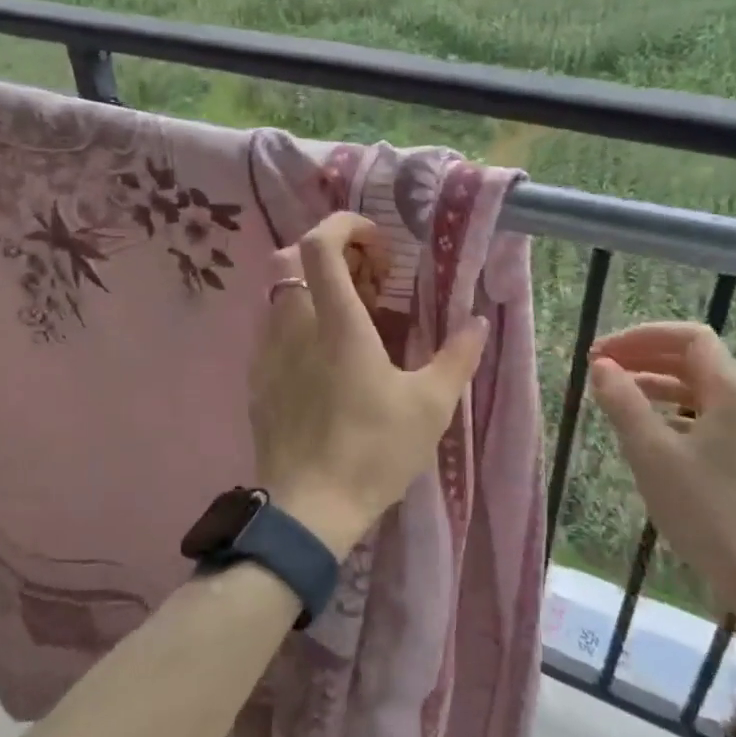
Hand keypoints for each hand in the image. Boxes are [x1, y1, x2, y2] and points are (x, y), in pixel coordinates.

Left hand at [250, 213, 489, 558]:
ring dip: (314, 291)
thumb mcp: (431, 406)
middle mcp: (294, 327)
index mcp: (337, 323)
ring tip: (349, 323)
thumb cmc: (374, 452)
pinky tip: (323, 361)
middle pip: (294, 261)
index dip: (344, 226)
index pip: (319, 245)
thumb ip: (457, 357)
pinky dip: (297, 325)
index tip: (376, 243)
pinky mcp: (257, 381)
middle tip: (370, 284)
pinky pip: (272, 332)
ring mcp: (268, 353)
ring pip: (282, 296)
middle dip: (334, 258)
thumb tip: (478, 322)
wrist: (309, 510)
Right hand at [588, 322, 735, 618]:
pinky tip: (646, 429)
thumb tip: (601, 366)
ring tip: (616, 393)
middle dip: (645, 356)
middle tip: (601, 367)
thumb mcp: (651, 452)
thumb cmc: (705, 510)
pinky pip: (705, 415)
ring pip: (699, 388)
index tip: (602, 353)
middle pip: (694, 359)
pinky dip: (671, 410)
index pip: (689, 338)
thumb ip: (623, 402)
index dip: (641, 336)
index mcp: (733, 393)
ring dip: (655, 382)